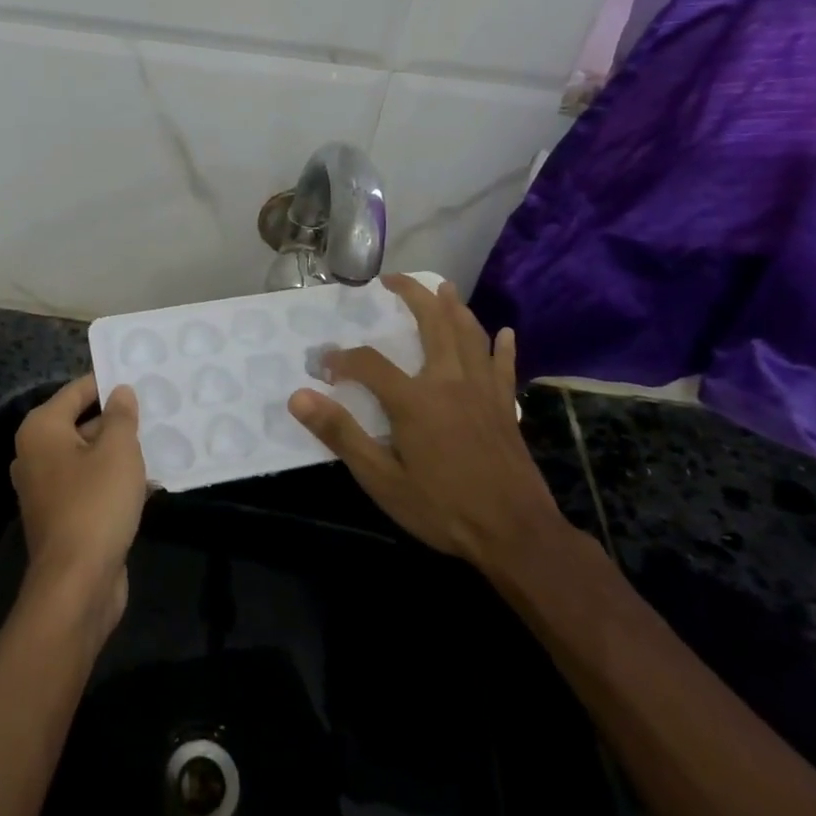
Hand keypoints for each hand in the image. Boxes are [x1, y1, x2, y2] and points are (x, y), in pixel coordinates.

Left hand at [12, 375, 146, 633]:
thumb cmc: (95, 504)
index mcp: (42, 430)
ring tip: (161, 439)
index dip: (109, 382)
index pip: (77, 390)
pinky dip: (116, 479)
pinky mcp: (63, 515)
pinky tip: (152, 479)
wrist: (77, 585)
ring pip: (89, 455)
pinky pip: (91, 484)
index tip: (141, 377)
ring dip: (121, 450)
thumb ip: (121, 415)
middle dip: (118, 418)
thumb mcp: (118, 451)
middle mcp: (36, 454)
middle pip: (82, 421)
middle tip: (158, 407)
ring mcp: (47, 488)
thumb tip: (120, 391)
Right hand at [288, 275, 570, 576]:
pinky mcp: (506, 407)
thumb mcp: (382, 480)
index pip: (369, 363)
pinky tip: (505, 332)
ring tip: (443, 287)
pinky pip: (504, 366)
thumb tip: (299, 397)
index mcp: (415, 400)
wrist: (516, 535)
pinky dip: (502, 346)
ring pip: (470, 335)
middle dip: (412, 296)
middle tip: (392, 280)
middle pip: (433, 324)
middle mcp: (450, 382)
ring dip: (455, 307)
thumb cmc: (443, 509)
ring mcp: (483, 391)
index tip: (326, 368)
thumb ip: (341, 434)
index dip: (342, 360)